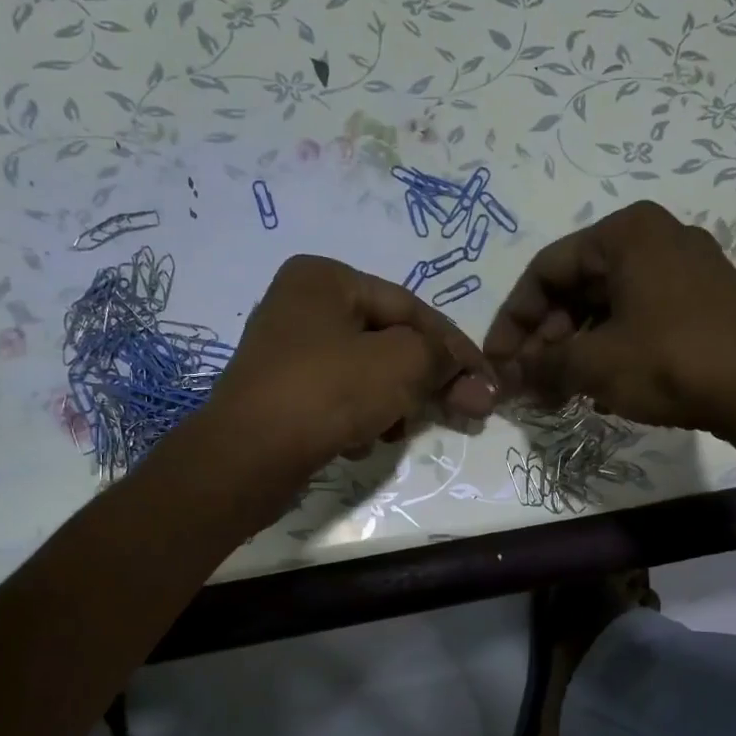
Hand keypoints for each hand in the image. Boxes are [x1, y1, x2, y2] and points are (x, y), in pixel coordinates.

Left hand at [199, 254, 497, 488]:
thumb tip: (474, 377)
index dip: (456, 347)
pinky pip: (340, 400)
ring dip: (392, 405)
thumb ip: (442, 358)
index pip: (410, 308)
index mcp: (325, 278)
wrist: (247, 457)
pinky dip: (359, 420)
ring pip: (368, 375)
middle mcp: (302, 305)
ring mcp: (288, 352)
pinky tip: (357, 443)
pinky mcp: (283, 395)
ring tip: (393, 432)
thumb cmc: (327, 392)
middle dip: (426, 382)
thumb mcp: (401, 363)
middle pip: (390, 342)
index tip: (487, 384)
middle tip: (467, 413)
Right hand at [484, 201, 735, 470]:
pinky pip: (638, 317)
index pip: (545, 270)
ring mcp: (685, 269)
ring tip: (559, 393)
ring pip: (607, 306)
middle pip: (577, 286)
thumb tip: (504, 377)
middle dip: (545, 339)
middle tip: (529, 384)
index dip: (512, 320)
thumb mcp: (594, 363)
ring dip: (574, 349)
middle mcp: (656, 238)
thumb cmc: (671, 361)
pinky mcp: (704, 301)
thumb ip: (541, 364)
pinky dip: (610, 349)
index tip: (498, 363)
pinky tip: (599, 388)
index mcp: (625, 232)